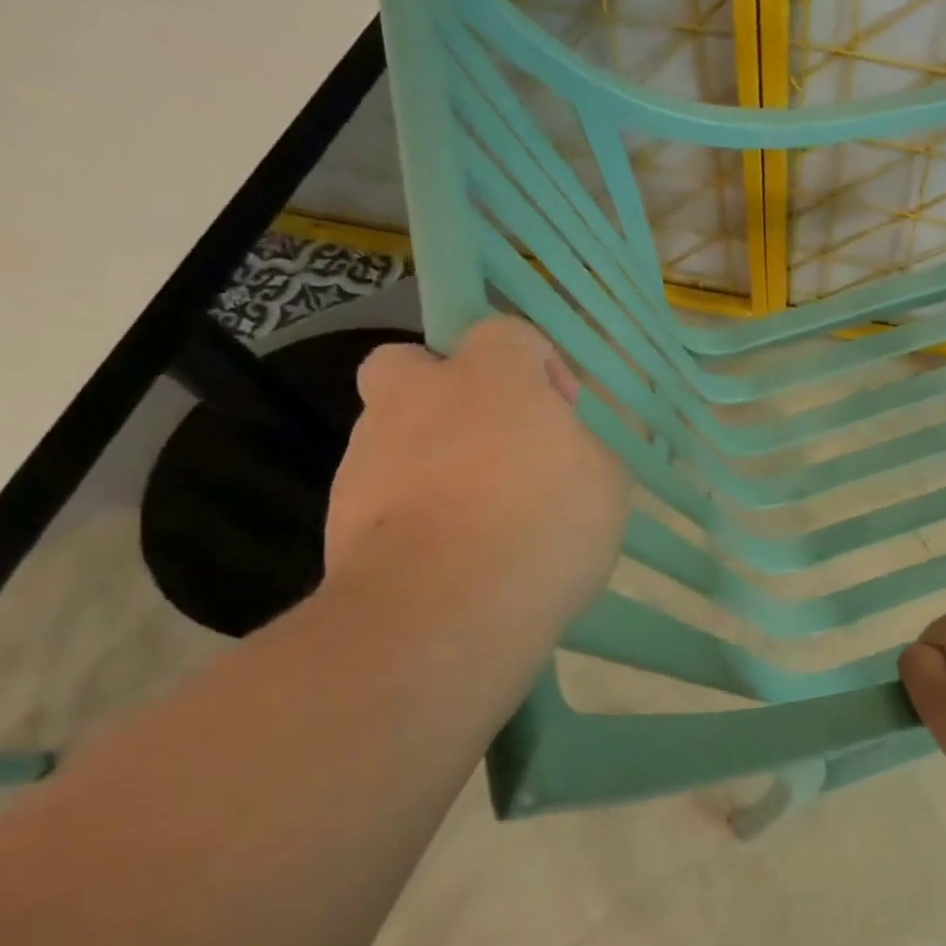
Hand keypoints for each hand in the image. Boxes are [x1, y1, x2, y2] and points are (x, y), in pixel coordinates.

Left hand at [325, 316, 629, 636]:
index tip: (560, 412)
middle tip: (486, 440)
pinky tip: (445, 554)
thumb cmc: (543, 526)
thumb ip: (585, 449)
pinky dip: (409, 510)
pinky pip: (381, 493)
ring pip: (392, 432)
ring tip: (472, 517)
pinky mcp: (339, 514)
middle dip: (443, 390)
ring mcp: (369, 455)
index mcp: (491, 378)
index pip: (507, 334)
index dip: (539, 364)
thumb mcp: (606, 483)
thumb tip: (566, 449)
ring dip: (427, 456)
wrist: (442, 611)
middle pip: (411, 364)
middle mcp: (418, 398)